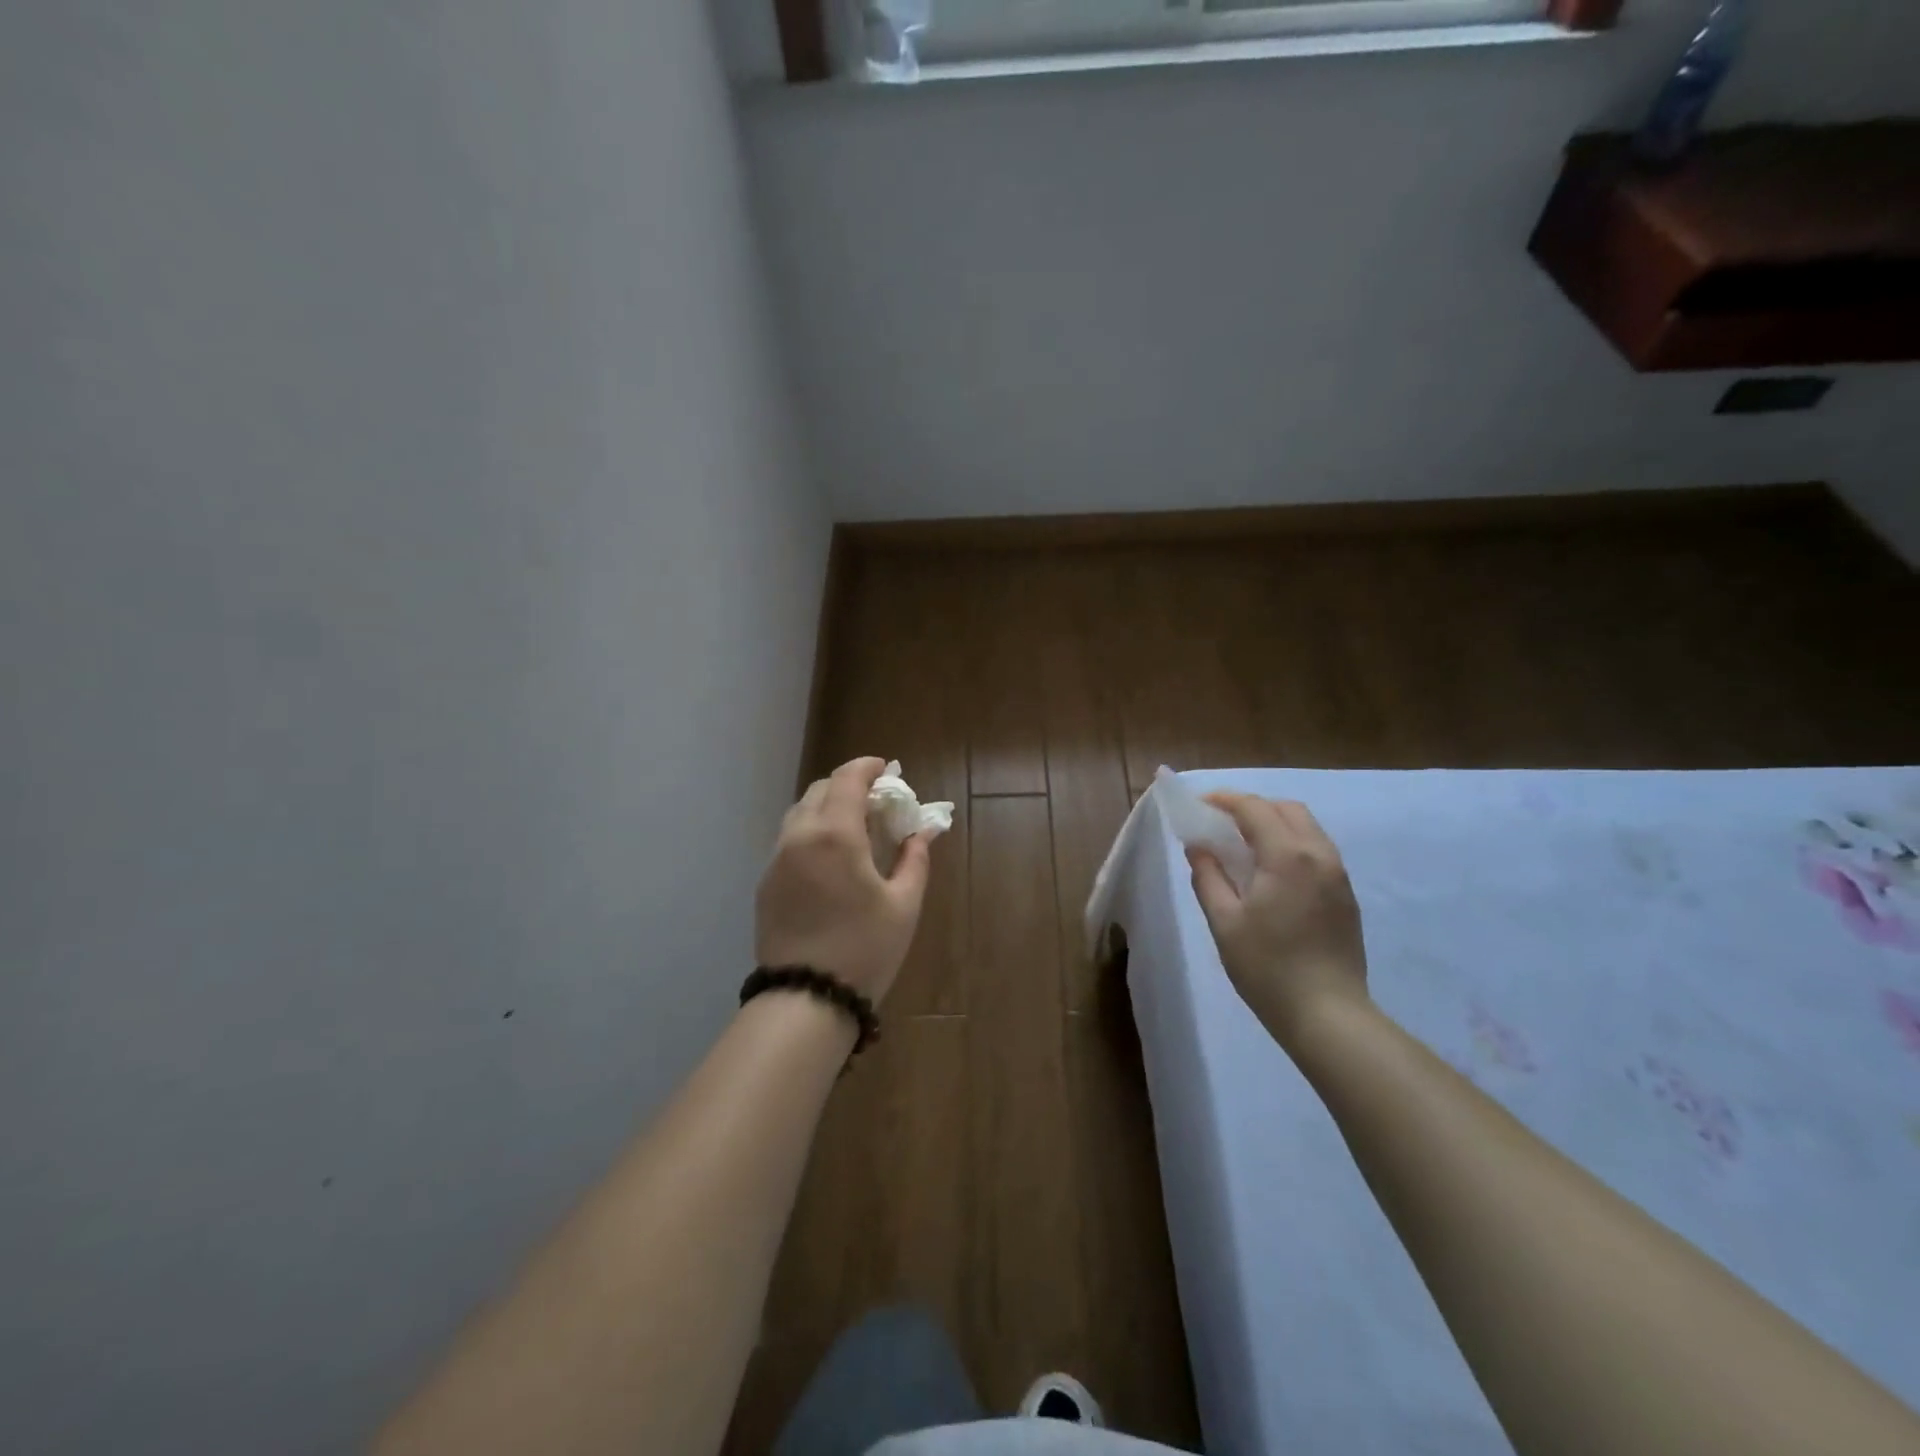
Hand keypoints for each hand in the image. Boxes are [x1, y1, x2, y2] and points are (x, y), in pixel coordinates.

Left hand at [755, 757, 933, 1004]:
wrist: (806, 999)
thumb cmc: (864, 950)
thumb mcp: (904, 906)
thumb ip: (914, 861)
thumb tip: (920, 834)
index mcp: (835, 835)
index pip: (847, 779)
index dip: (867, 767)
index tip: (886, 768)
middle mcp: (799, 837)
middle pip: (820, 791)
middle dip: (847, 785)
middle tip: (875, 802)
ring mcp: (776, 861)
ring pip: (799, 814)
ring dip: (826, 807)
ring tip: (853, 828)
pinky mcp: (766, 884)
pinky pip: (789, 841)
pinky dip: (811, 833)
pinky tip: (830, 859)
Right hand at [1187, 795, 1369, 1049]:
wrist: (1328, 1015)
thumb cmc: (1267, 967)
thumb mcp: (1224, 922)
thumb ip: (1208, 876)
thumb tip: (1199, 847)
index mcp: (1288, 856)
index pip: (1254, 809)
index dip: (1224, 800)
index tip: (1199, 805)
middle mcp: (1319, 855)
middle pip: (1286, 809)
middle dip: (1252, 807)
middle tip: (1221, 823)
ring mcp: (1338, 875)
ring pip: (1306, 828)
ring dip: (1273, 823)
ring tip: (1243, 844)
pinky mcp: (1345, 895)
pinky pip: (1316, 850)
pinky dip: (1290, 843)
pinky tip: (1270, 870)